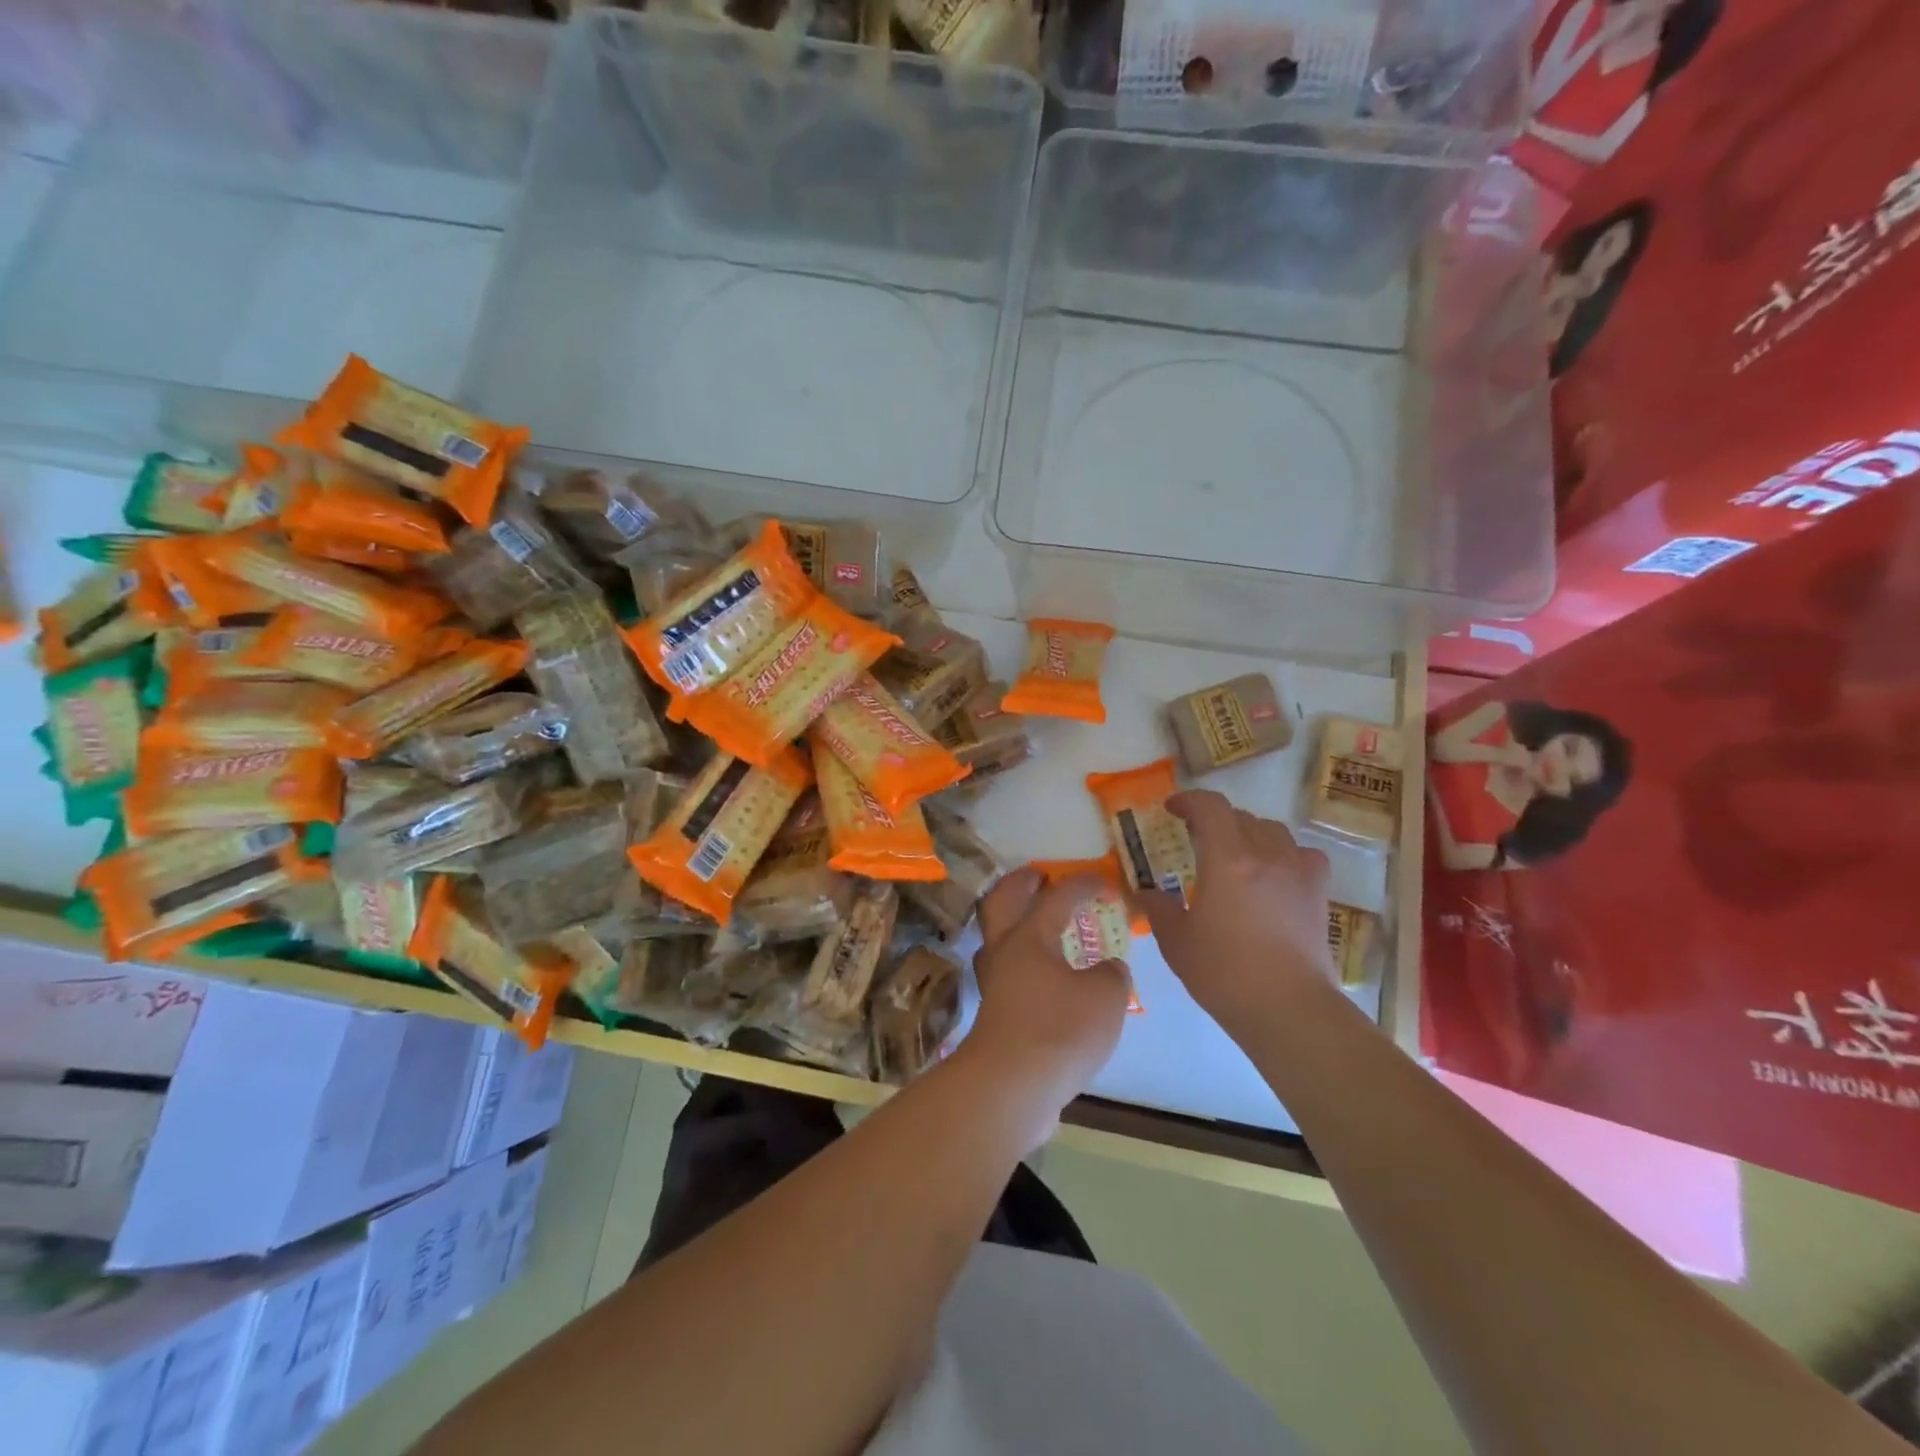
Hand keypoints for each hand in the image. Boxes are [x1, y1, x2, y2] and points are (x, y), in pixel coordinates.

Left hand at [960, 869, 1131, 1148]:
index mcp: (1029, 937)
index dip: (1082, 884)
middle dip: (1020, 885)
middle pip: (1002, 903)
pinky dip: (1024, 964)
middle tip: (1039, 876)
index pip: (1057, 897)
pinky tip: (1046, 978)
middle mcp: (1004, 953)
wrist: (1011, 1087)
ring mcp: (994, 985)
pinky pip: (1008, 974)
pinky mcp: (995, 1016)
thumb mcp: (1105, 997)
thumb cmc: (1059, 1030)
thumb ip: (1112, 975)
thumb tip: (1108, 969)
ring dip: (1015, 924)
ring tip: (1040, 925)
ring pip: (998, 940)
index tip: (1102, 880)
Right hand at [1136, 790, 1335, 1038]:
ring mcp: (1297, 871)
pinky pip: (1302, 854)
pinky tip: (1274, 874)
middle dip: (1214, 821)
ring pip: (1272, 831)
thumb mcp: (1176, 941)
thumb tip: (1147, 891)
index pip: (1210, 807)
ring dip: (1248, 834)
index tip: (1172, 810)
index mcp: (1227, 859)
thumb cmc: (1224, 973)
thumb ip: (1158, 907)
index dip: (1189, 800)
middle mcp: (1265, 854)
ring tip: (1234, 856)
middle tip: (1196, 841)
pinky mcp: (1318, 892)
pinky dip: (1284, 854)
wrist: (1288, 1008)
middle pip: (1240, 816)